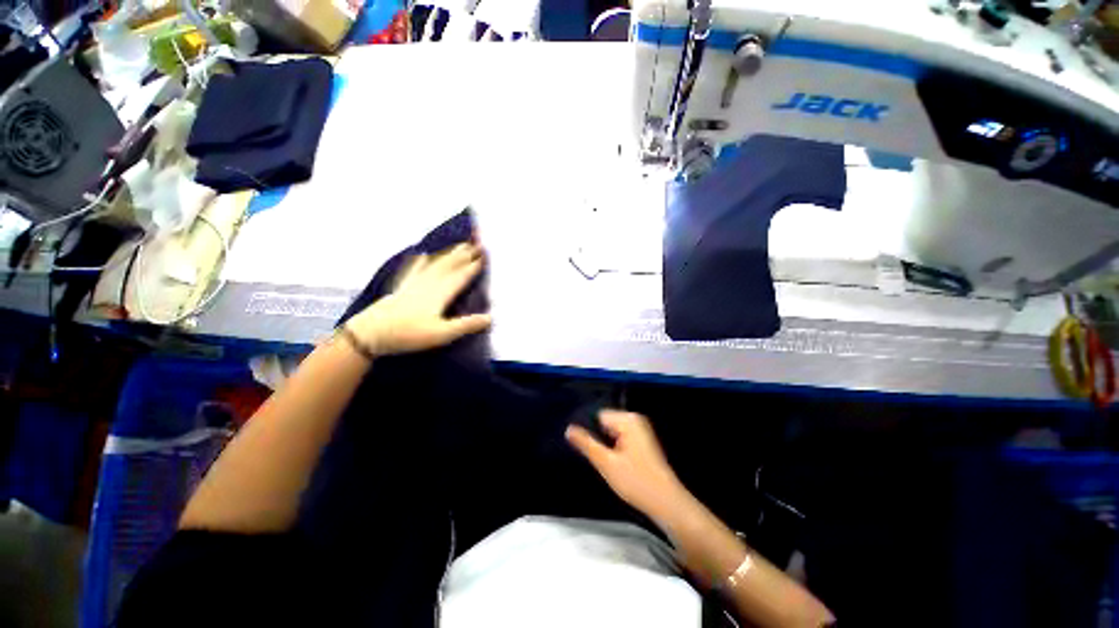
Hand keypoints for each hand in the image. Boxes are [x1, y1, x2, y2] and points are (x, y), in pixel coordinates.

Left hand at [345, 243, 491, 355]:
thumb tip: (490, 317)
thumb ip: (466, 325)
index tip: (486, 254)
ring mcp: (415, 284)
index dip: (474, 265)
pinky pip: (414, 270)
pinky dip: (420, 262)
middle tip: (477, 243)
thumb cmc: (408, 334)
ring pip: (436, 265)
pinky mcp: (403, 288)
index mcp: (441, 293)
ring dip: (449, 254)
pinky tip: (423, 255)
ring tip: (459, 245)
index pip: (461, 276)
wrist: (370, 333)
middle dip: (465, 255)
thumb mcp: (442, 333)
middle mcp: (430, 284)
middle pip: (450, 266)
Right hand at [566, 410, 690, 524]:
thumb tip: (568, 429)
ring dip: (606, 445)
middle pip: (605, 423)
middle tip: (598, 458)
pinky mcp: (643, 442)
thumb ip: (586, 444)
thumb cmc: (636, 482)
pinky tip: (615, 465)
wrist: (667, 503)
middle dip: (598, 438)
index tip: (583, 448)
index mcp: (627, 419)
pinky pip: (621, 438)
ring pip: (612, 432)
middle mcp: (635, 419)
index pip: (598, 415)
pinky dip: (615, 449)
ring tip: (606, 463)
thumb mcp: (606, 463)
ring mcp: (640, 430)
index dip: (588, 431)